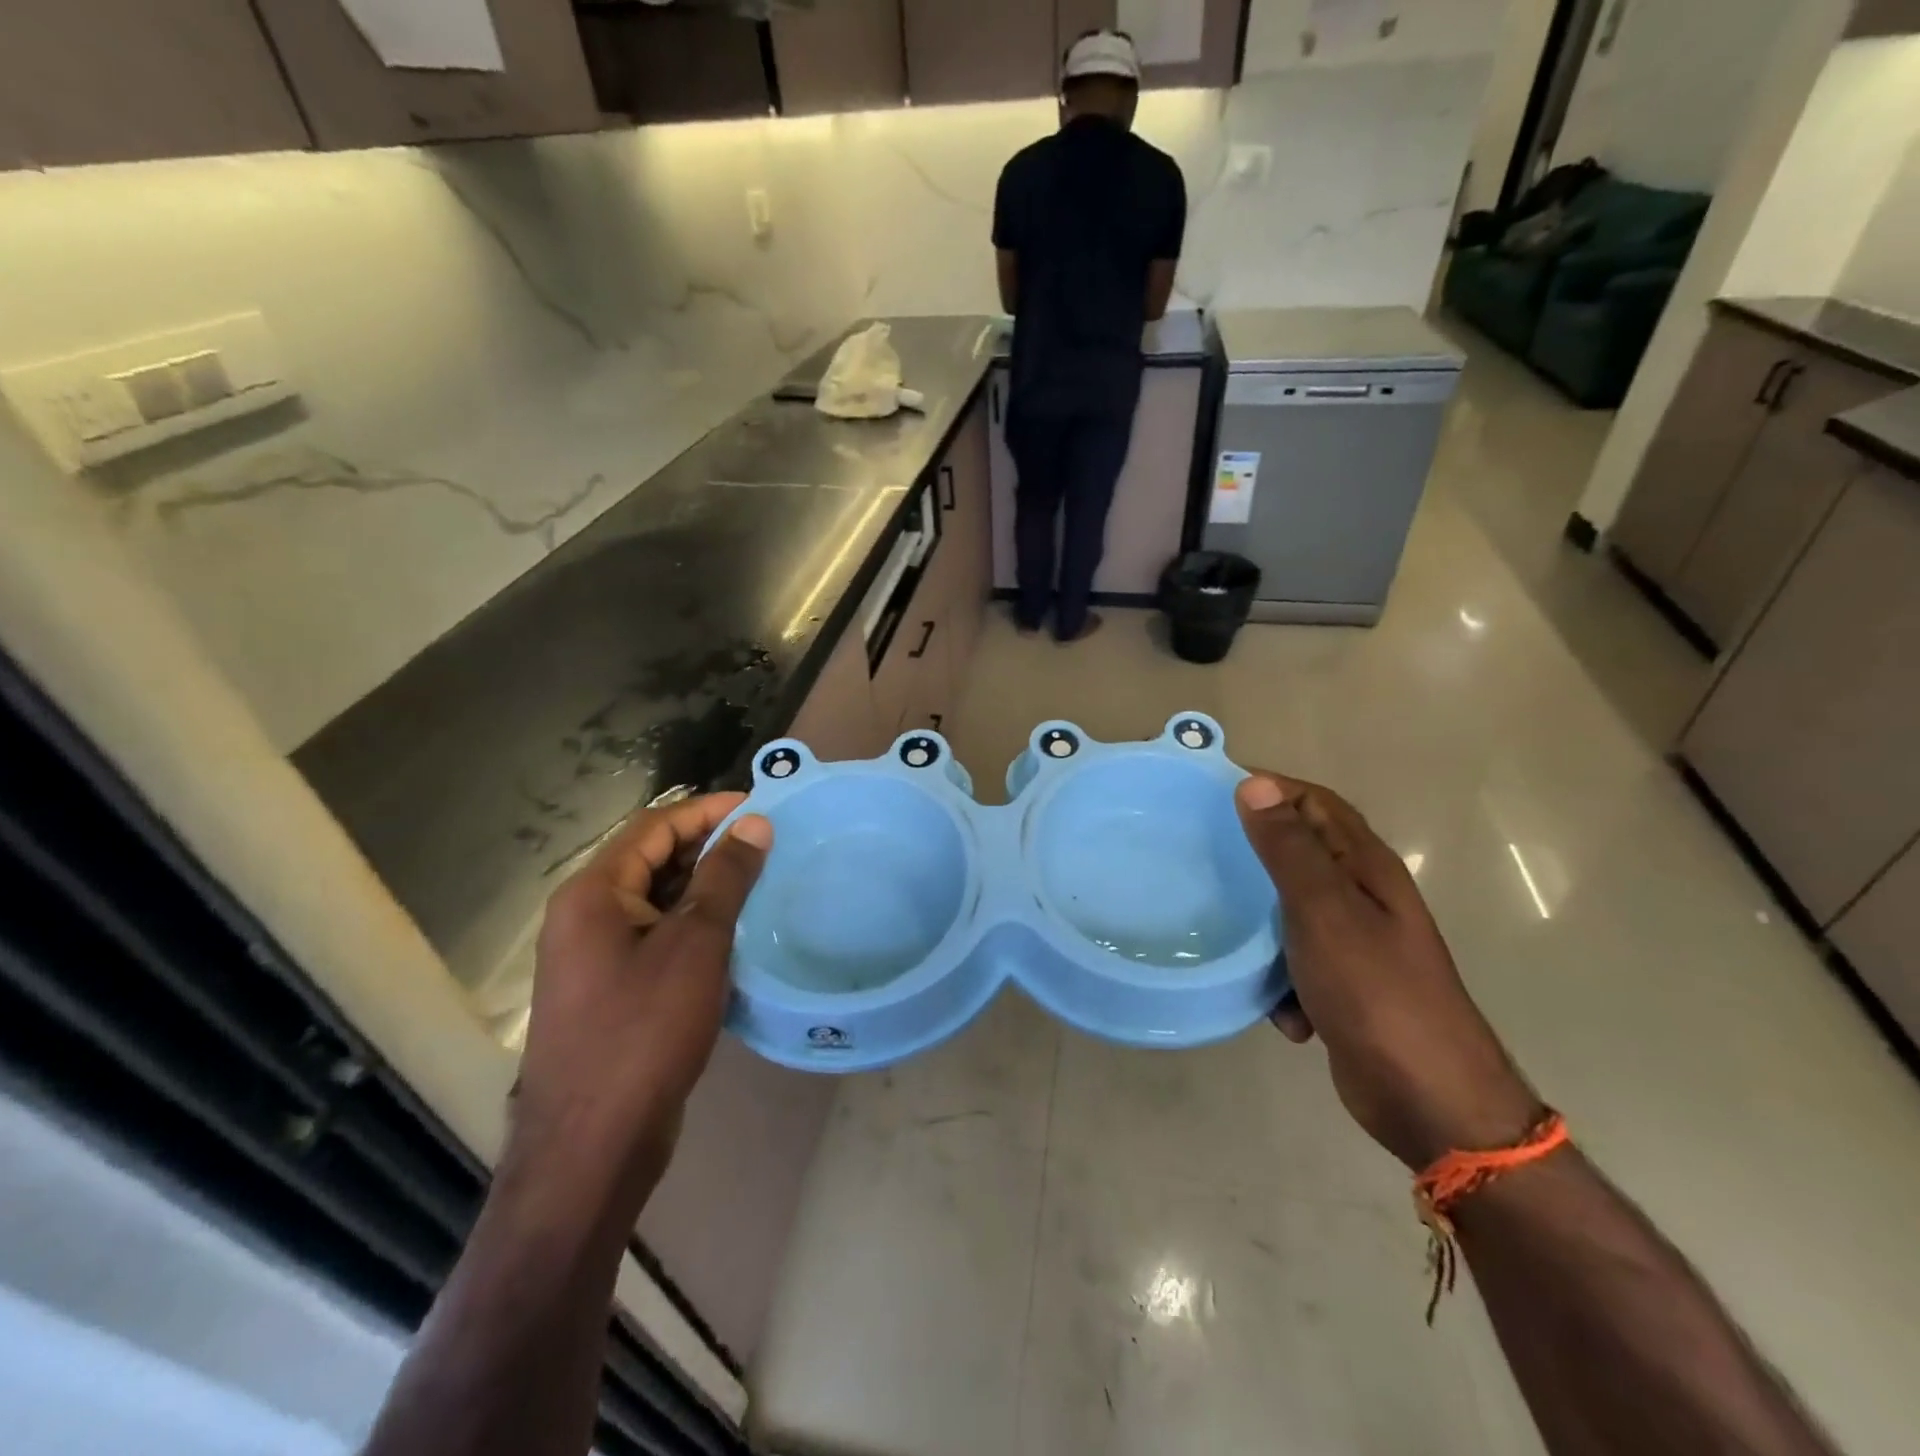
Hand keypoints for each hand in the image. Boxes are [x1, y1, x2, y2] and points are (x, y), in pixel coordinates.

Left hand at [513, 794, 772, 1188]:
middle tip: (769, 845)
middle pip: (651, 858)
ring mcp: (596, 956)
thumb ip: (724, 878)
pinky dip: (695, 925)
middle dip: (709, 846)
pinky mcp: (612, 990)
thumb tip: (754, 824)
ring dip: (705, 886)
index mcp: (593, 893)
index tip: (761, 807)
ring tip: (762, 882)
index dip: (708, 810)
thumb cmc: (644, 1031)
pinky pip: (657, 937)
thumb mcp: (695, 945)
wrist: (592, 1146)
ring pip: (657, 900)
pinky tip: (737, 933)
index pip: (654, 825)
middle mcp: (586, 916)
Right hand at [1236, 773, 1539, 1169]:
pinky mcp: (1341, 984)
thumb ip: (1289, 849)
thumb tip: (1255, 783)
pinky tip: (1275, 1005)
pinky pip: (1294, 961)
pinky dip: (1280, 978)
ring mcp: (1354, 942)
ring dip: (1261, 926)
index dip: (1269, 788)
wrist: (1430, 1102)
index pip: (1314, 802)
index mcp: (1365, 867)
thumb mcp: (1325, 911)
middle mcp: (1362, 896)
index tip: (1209, 792)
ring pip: (1289, 910)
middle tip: (1198, 853)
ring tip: (1224, 932)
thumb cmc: (1377, 992)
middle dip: (1253, 853)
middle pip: (1300, 853)